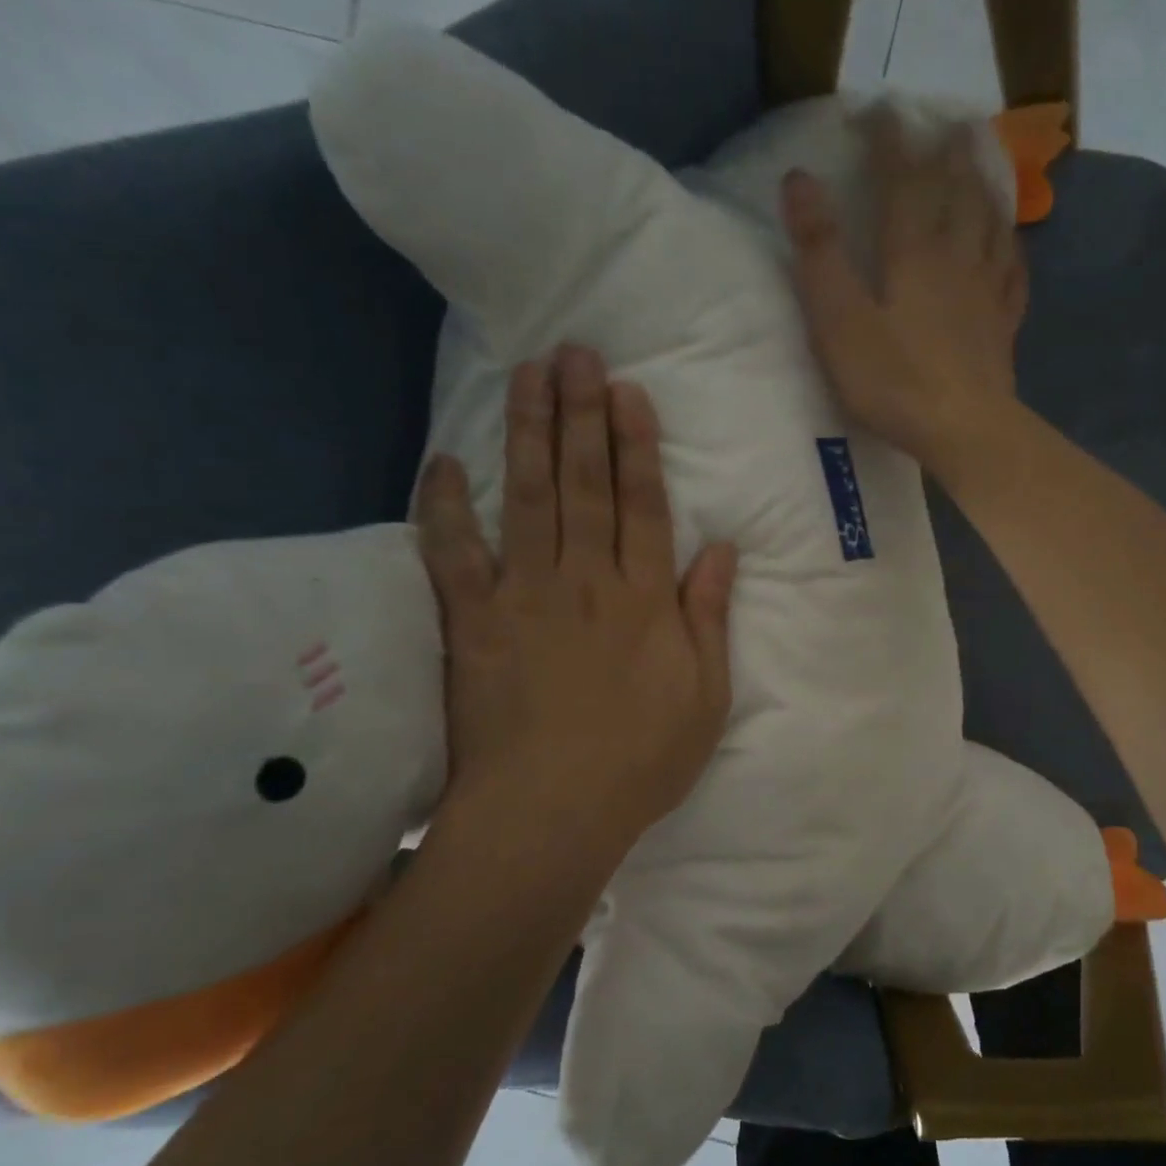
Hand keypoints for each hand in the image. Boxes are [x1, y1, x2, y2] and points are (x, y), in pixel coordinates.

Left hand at [415, 346, 737, 852]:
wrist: (553, 812)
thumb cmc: (642, 760)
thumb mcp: (705, 696)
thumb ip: (709, 617)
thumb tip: (722, 549)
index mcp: (644, 600)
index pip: (643, 506)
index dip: (637, 446)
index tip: (627, 392)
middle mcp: (585, 581)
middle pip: (584, 485)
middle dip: (581, 415)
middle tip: (575, 352)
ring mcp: (524, 597)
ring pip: (526, 499)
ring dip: (526, 433)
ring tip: (527, 375)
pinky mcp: (471, 623)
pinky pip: (453, 555)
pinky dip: (444, 508)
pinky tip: (443, 462)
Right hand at [780, 107, 1028, 479]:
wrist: (964, 430)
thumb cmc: (895, 381)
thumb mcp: (839, 321)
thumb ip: (819, 252)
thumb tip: (800, 179)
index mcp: (912, 251)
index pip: (902, 178)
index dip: (889, 139)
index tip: (878, 110)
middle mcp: (956, 257)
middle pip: (956, 190)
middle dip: (946, 151)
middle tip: (948, 121)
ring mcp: (987, 291)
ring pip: (990, 222)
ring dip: (984, 185)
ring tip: (983, 161)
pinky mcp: (1003, 327)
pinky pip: (1012, 273)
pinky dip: (1010, 247)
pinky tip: (1010, 243)